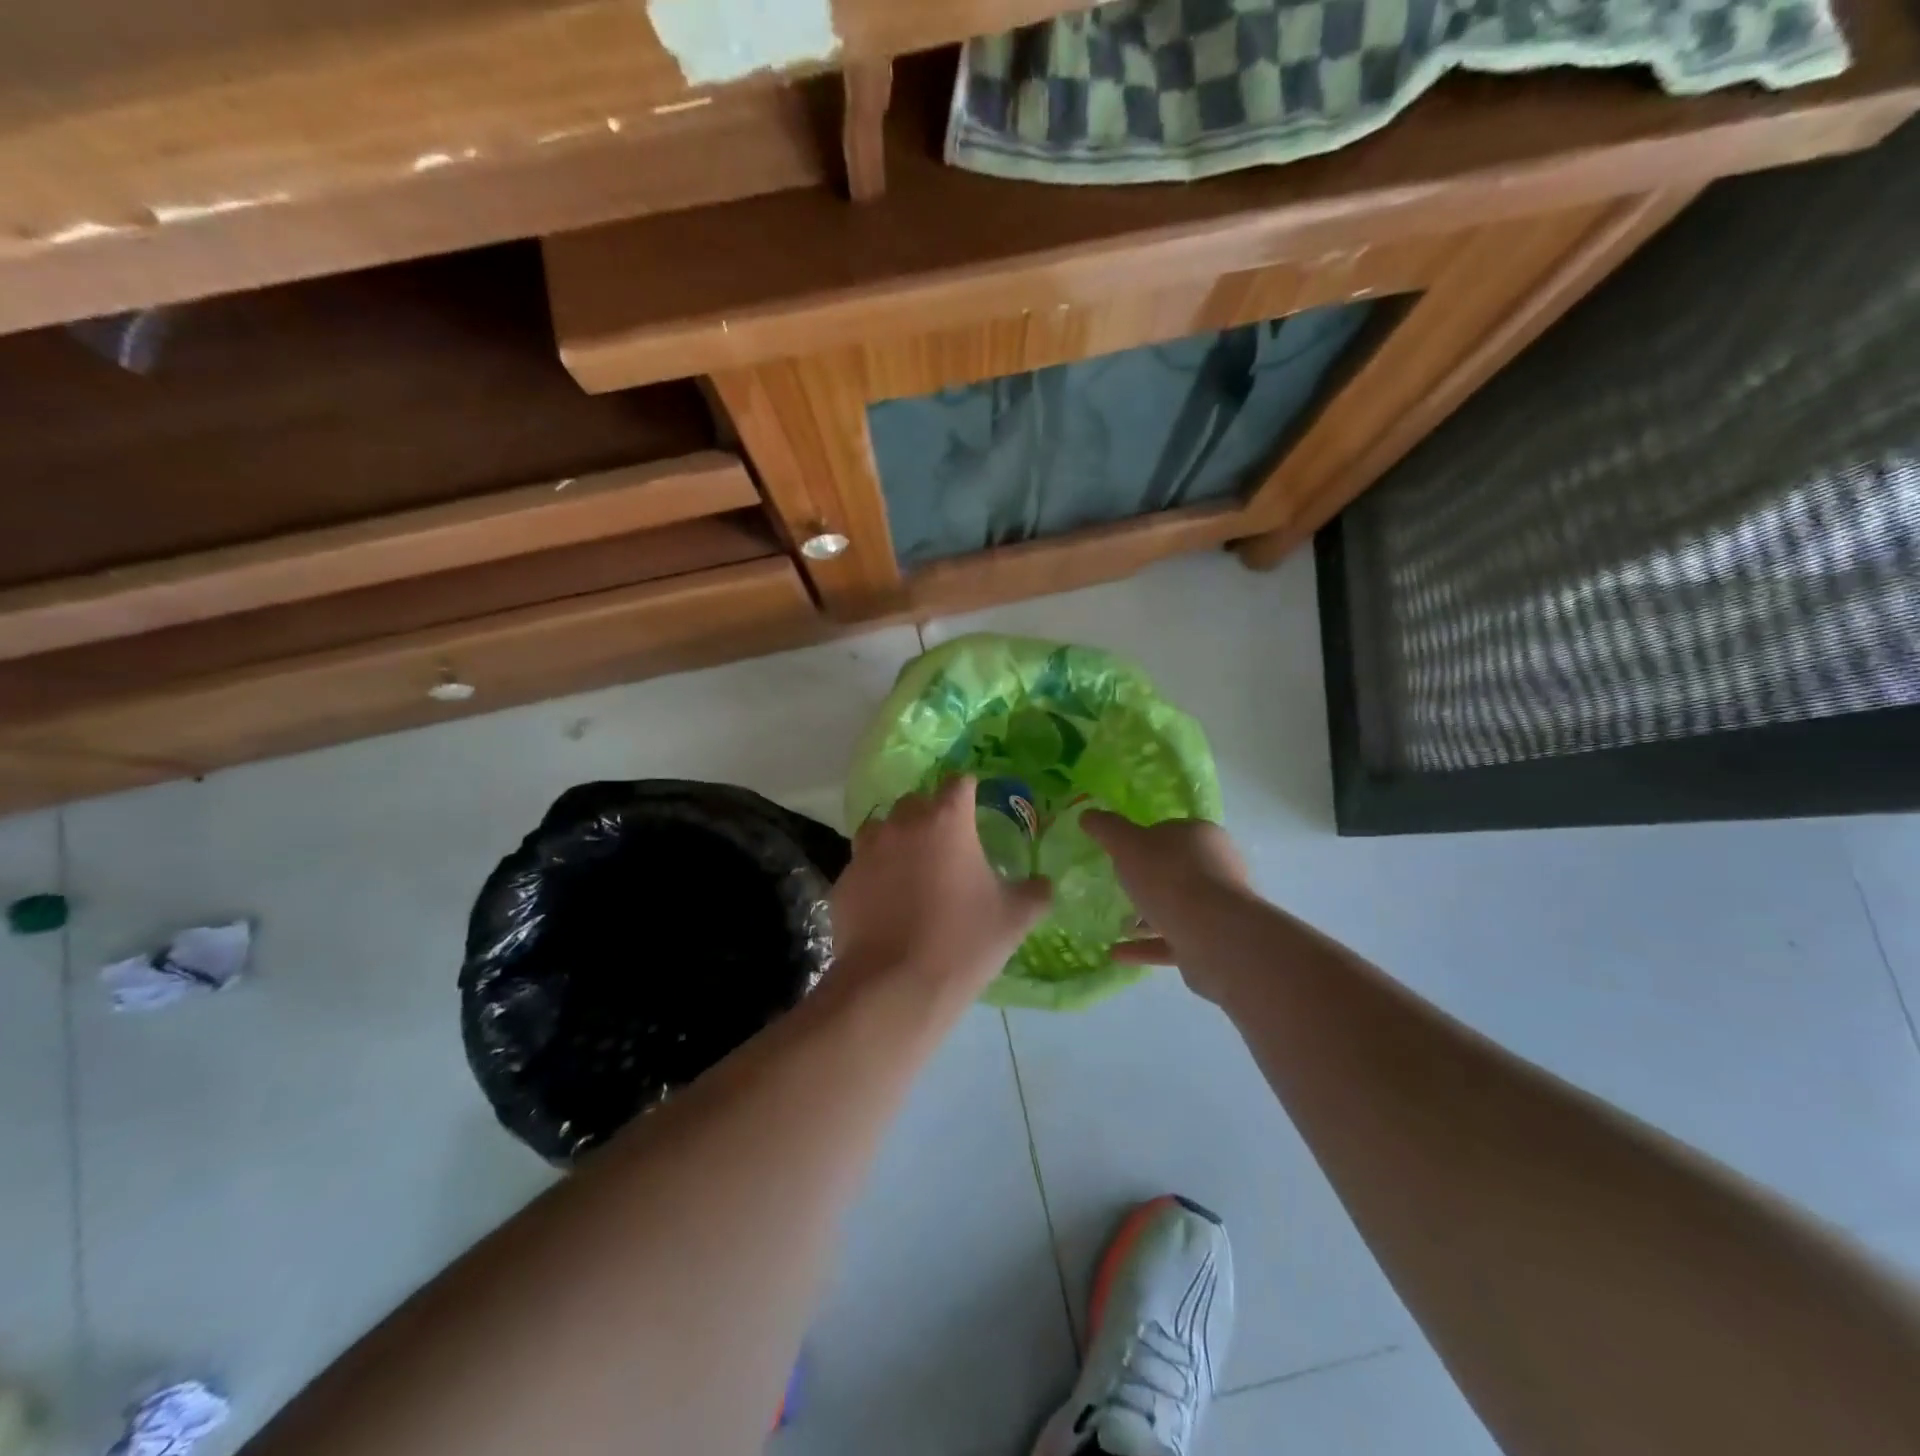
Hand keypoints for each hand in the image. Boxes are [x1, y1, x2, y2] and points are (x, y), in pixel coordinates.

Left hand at [830, 777, 1051, 1001]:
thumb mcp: (1014, 918)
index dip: (968, 791)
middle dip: (931, 815)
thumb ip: (1034, 892)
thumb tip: (1043, 883)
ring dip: (898, 840)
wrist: (895, 987)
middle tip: (947, 846)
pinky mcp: (844, 881)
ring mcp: (867, 851)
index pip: (958, 783)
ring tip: (912, 871)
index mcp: (946, 821)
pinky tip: (887, 903)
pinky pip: (863, 866)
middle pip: (916, 802)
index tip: (975, 805)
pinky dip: (876, 875)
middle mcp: (902, 824)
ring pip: (882, 829)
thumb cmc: (963, 942)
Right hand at [1083, 813, 1250, 978]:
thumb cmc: (1170, 877)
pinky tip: (1117, 953)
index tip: (1121, 855)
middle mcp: (1216, 868)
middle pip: (1175, 870)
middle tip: (1118, 889)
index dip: (1144, 841)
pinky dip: (1146, 946)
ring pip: (1176, 908)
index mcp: (1201, 836)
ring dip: (1147, 917)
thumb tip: (1086, 815)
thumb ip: (1107, 829)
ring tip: (1118, 925)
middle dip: (1147, 881)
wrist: (1213, 935)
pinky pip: (1173, 941)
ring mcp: (1217, 908)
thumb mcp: (1128, 845)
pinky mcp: (1212, 942)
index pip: (1170, 832)